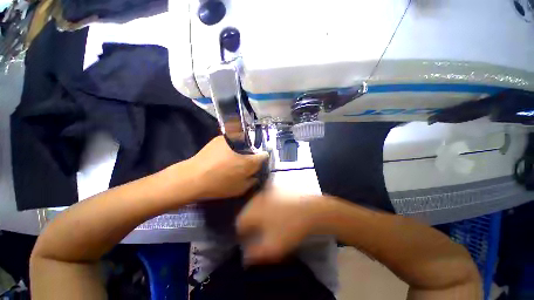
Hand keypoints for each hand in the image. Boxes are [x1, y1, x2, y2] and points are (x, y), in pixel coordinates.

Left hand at [185, 136, 268, 198]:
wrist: (192, 177)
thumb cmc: (218, 185)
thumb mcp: (239, 189)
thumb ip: (251, 181)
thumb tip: (255, 175)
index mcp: (248, 162)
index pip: (263, 156)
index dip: (263, 158)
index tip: (260, 161)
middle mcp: (243, 148)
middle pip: (253, 147)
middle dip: (252, 152)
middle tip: (246, 160)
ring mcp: (230, 140)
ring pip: (243, 142)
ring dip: (243, 147)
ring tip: (235, 155)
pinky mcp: (219, 138)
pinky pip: (232, 139)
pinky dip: (233, 144)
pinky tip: (225, 152)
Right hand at [236, 185, 328, 263]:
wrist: (309, 210)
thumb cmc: (289, 229)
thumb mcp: (271, 247)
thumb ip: (255, 254)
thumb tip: (245, 257)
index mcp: (252, 212)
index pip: (239, 223)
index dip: (241, 234)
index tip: (247, 241)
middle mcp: (257, 200)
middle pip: (246, 212)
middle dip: (248, 223)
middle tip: (255, 233)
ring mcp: (267, 193)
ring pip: (255, 205)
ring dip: (256, 215)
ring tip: (264, 224)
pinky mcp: (275, 190)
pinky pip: (264, 199)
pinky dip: (265, 207)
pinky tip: (273, 213)